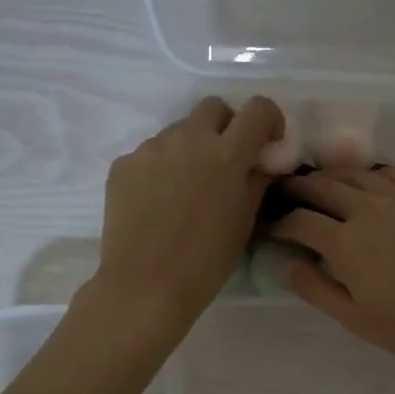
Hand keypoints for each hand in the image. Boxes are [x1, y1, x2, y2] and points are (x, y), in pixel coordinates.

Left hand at [92, 96, 284, 330]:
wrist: (145, 285)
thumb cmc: (206, 260)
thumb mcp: (245, 221)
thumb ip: (258, 181)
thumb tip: (264, 161)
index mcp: (227, 154)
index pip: (258, 109)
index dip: (270, 120)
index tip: (268, 143)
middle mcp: (189, 138)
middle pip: (214, 108)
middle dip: (227, 126)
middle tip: (227, 161)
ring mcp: (151, 148)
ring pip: (180, 131)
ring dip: (192, 148)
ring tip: (187, 189)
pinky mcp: (124, 163)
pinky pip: (151, 153)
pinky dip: (162, 167)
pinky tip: (159, 202)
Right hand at [270, 166, 394, 371]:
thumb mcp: (356, 319)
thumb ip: (315, 289)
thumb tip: (285, 264)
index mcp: (345, 243)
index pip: (300, 221)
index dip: (280, 223)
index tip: (272, 227)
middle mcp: (368, 209)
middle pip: (322, 187)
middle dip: (298, 188)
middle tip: (285, 191)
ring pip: (355, 174)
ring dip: (330, 176)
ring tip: (319, 182)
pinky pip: (391, 171)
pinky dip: (369, 173)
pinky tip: (366, 181)